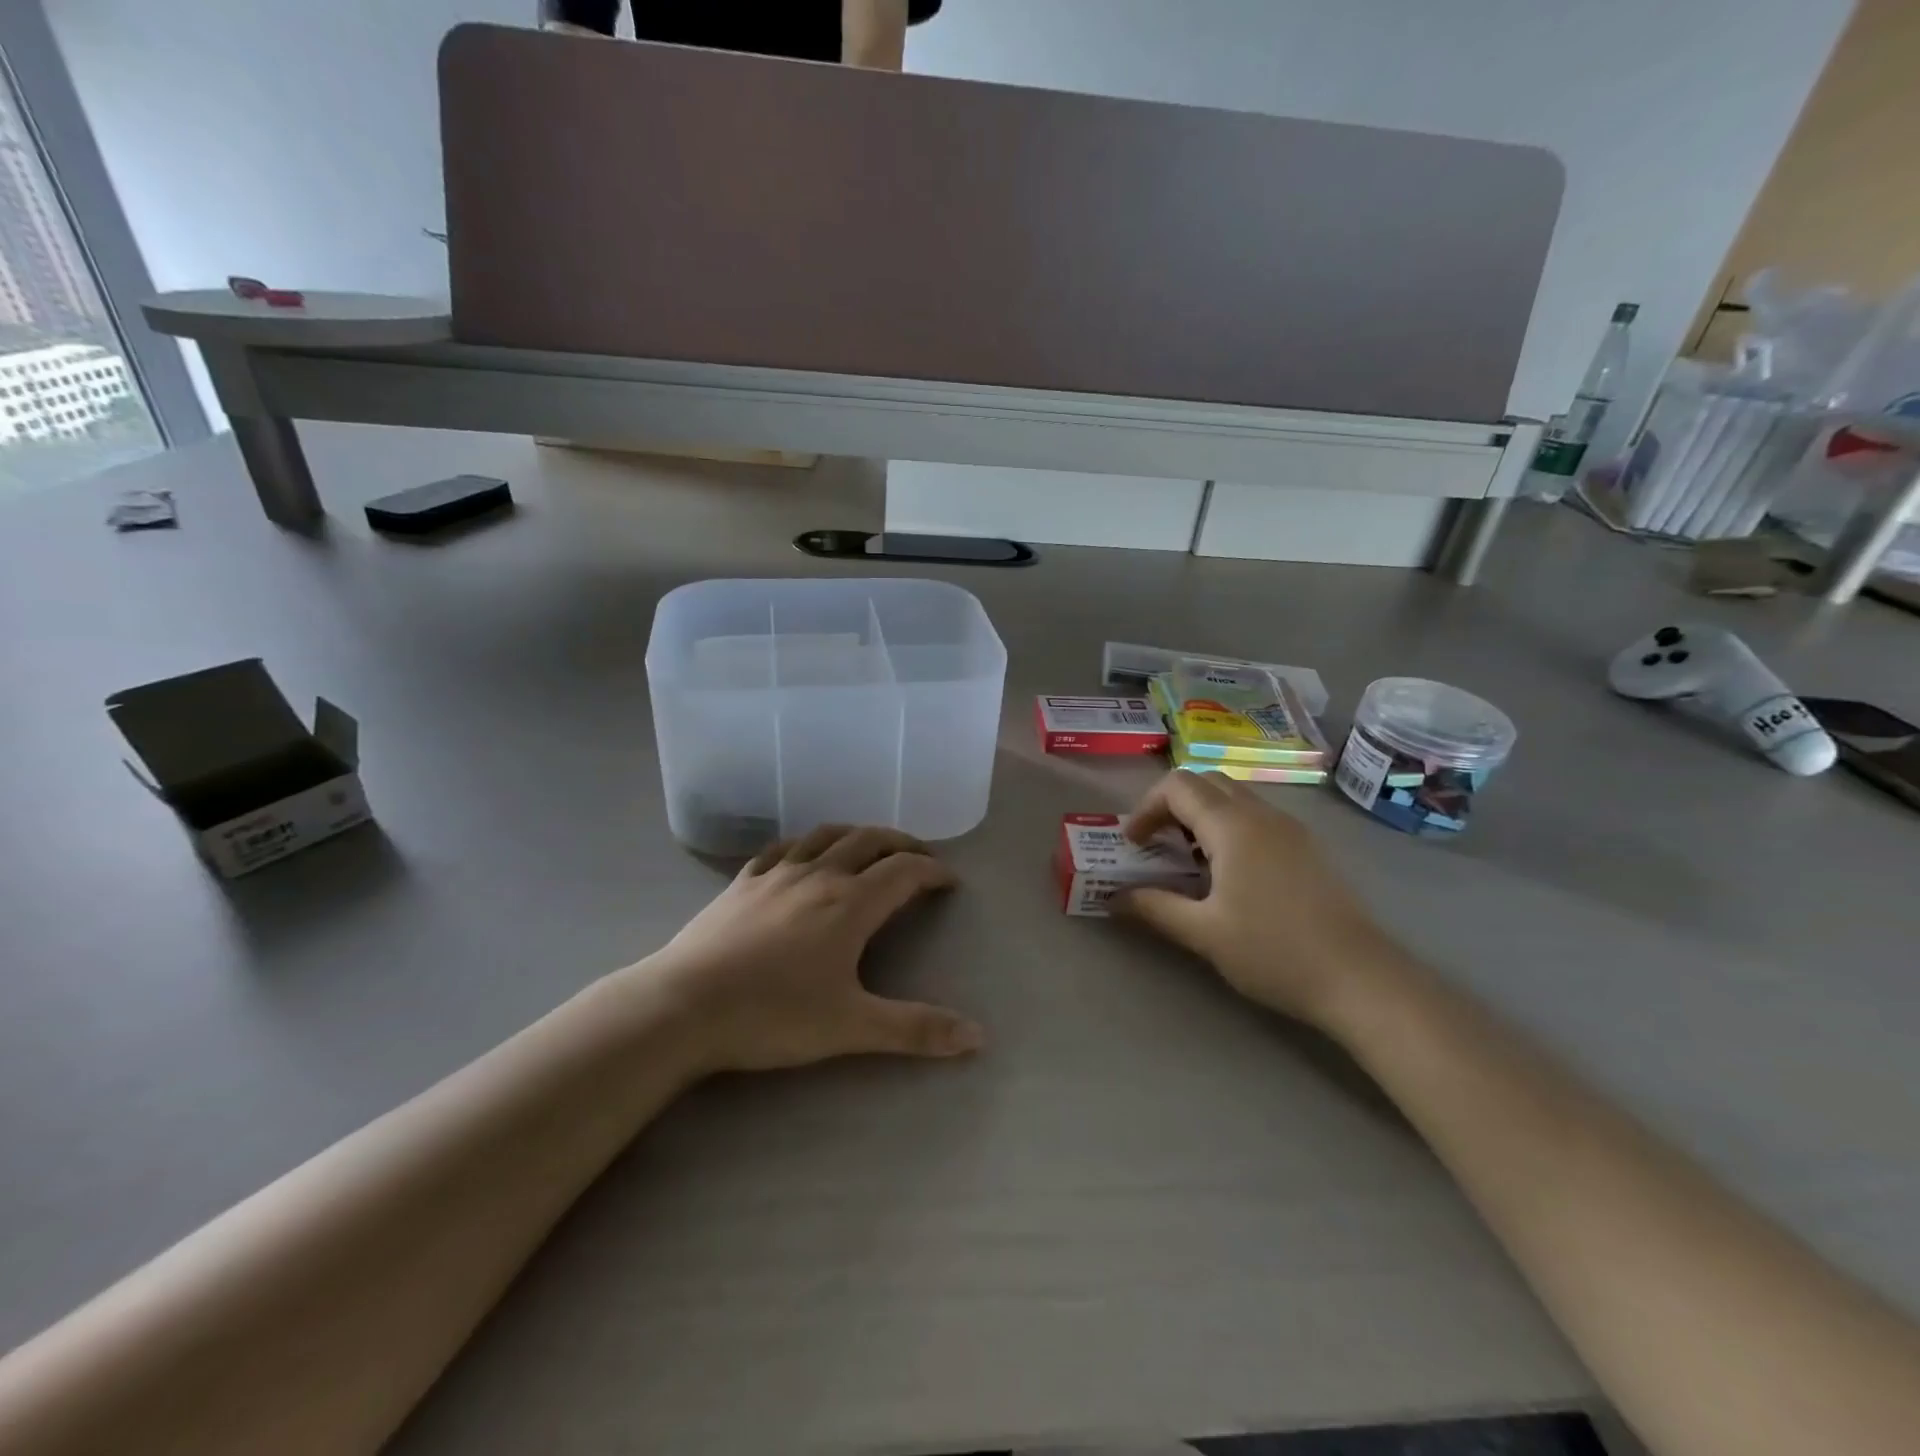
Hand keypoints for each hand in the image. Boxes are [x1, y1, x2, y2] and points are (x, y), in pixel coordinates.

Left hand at [640, 825, 982, 1073]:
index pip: (904, 871)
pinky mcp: (742, 882)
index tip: (950, 881)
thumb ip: (915, 1029)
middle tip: (919, 856)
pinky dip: (805, 843)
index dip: (933, 871)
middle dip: (901, 843)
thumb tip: (978, 1036)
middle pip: (869, 840)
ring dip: (856, 833)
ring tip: (869, 845)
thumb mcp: (851, 1027)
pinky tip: (803, 854)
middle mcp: (819, 875)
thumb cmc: (773, 1015)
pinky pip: (781, 847)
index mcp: (850, 904)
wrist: (684, 1006)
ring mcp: (776, 874)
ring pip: (826, 834)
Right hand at [1115, 771, 1402, 1029]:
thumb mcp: (1203, 933)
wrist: (1360, 979)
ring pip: (1233, 797)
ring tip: (1186, 859)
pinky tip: (1227, 872)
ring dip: (1200, 814)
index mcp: (1233, 826)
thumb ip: (1154, 907)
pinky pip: (1256, 816)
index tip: (1133, 843)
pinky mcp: (1306, 848)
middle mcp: (1261, 814)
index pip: (1178, 786)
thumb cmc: (1273, 951)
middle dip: (1171, 804)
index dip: (1146, 807)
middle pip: (1206, 782)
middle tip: (1155, 843)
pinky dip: (1227, 826)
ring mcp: (1290, 829)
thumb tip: (1114, 897)